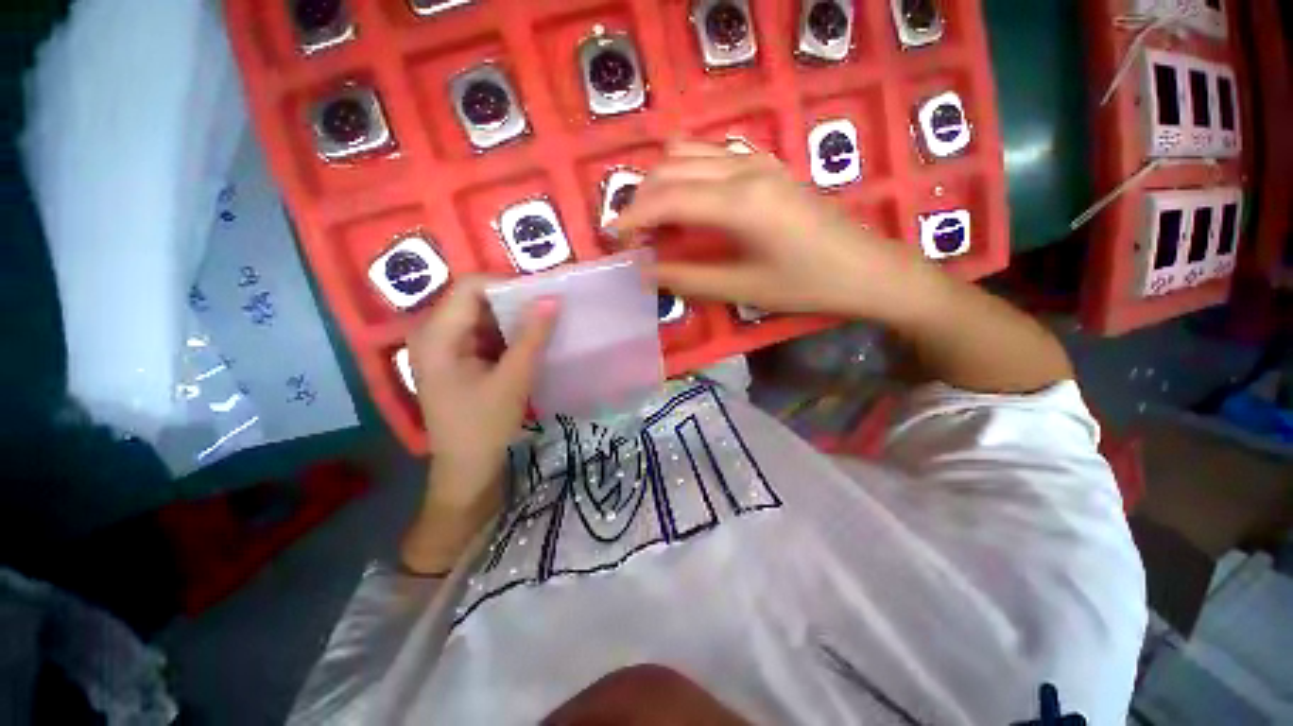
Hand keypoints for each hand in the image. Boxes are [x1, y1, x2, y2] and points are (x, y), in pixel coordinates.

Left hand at [406, 277, 556, 503]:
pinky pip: (485, 335)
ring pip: (483, 317)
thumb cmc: (484, 427)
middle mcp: (434, 334)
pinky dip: (509, 335)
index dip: (509, 286)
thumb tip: (553, 298)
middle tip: (550, 309)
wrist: (467, 471)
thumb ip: (532, 336)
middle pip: (476, 300)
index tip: (544, 296)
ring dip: (514, 320)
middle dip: (514, 302)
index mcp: (437, 335)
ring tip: (545, 324)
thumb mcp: (513, 380)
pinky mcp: (458, 360)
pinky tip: (531, 343)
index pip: (471, 288)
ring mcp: (445, 348)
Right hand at [609, 141, 945, 324]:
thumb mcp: (742, 289)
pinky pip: (712, 153)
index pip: (666, 198)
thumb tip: (646, 273)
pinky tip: (688, 200)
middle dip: (641, 199)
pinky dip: (686, 172)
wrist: (865, 269)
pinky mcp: (767, 165)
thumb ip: (688, 278)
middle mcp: (744, 169)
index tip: (613, 238)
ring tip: (656, 219)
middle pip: (671, 168)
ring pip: (688, 153)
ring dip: (662, 182)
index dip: (632, 217)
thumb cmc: (806, 285)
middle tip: (634, 236)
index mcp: (738, 203)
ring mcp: (758, 161)